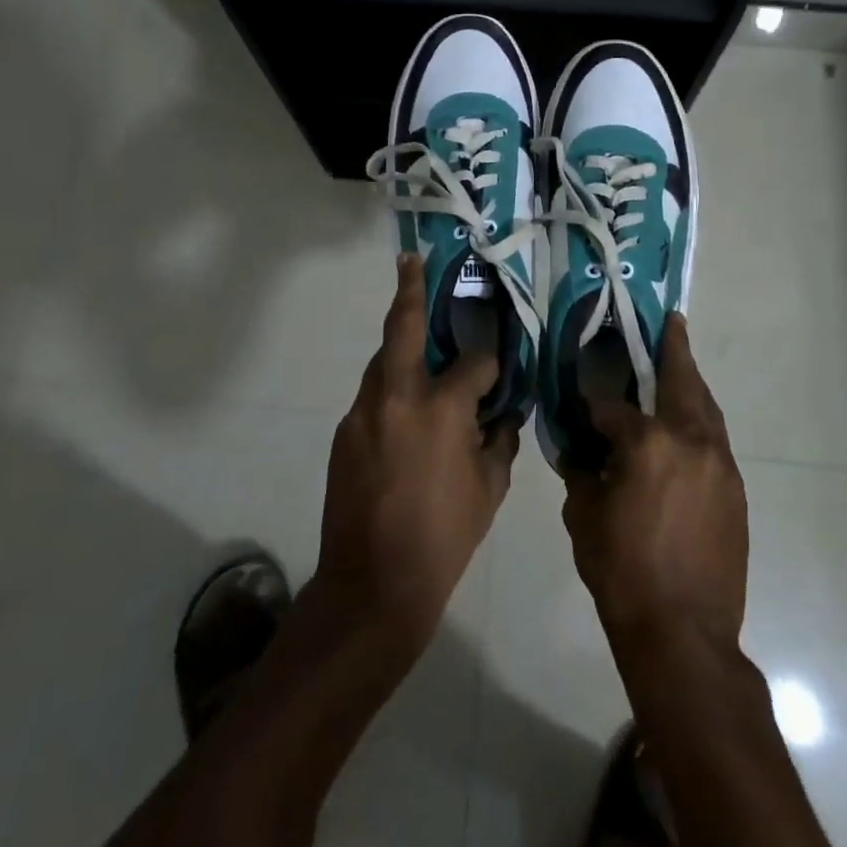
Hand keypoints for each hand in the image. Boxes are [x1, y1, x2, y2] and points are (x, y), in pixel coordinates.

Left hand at [316, 255, 520, 645]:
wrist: (372, 585)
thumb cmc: (444, 537)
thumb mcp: (490, 489)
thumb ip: (499, 439)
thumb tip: (502, 413)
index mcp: (440, 408)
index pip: (473, 362)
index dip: (490, 362)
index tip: (497, 370)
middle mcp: (397, 396)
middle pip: (403, 328)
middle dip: (410, 290)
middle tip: (411, 261)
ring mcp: (363, 412)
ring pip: (383, 361)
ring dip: (400, 345)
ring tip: (419, 340)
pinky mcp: (344, 431)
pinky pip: (373, 396)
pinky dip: (391, 389)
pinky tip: (406, 411)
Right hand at [562, 315, 747, 650]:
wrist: (683, 634)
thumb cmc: (622, 572)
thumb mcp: (584, 515)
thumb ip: (583, 470)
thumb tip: (582, 449)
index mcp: (649, 443)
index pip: (613, 406)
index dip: (594, 403)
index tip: (582, 400)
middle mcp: (691, 441)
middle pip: (682, 382)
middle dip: (674, 350)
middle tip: (671, 322)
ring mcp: (720, 464)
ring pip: (706, 408)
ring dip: (691, 384)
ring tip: (680, 365)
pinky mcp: (735, 490)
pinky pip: (715, 440)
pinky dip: (700, 422)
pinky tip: (685, 428)